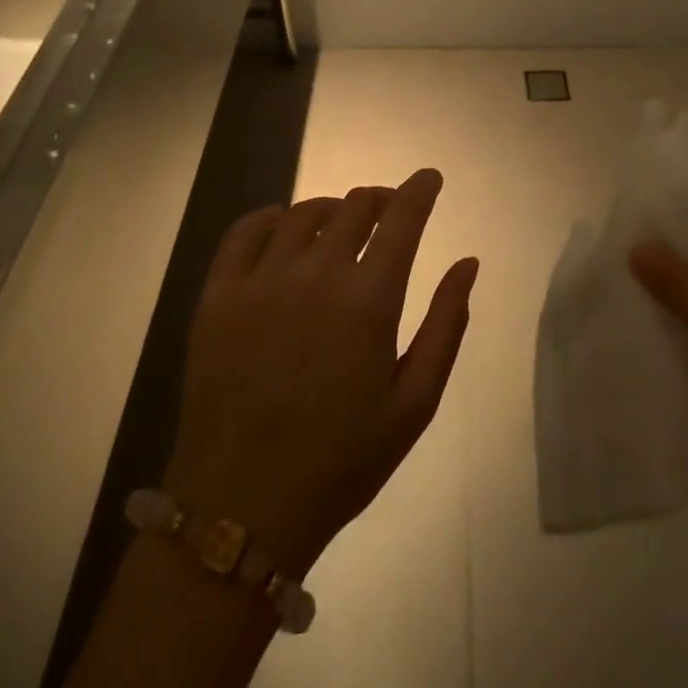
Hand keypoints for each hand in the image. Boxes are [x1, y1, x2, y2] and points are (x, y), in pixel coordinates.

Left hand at [162, 169, 478, 577]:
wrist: (242, 509)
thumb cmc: (341, 460)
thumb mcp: (415, 403)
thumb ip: (447, 324)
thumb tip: (468, 263)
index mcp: (369, 298)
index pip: (402, 217)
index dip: (420, 190)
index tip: (429, 179)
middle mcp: (317, 273)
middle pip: (355, 206)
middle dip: (380, 199)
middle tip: (388, 211)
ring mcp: (262, 280)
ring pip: (303, 213)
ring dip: (331, 209)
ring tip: (340, 224)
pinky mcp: (218, 296)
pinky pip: (244, 233)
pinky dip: (268, 218)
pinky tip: (279, 227)